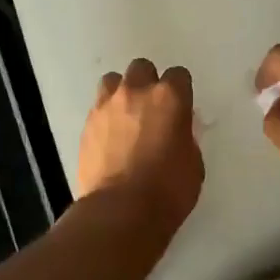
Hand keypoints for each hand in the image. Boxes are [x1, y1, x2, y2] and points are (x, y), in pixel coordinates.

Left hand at [76, 59, 203, 233]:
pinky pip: (98, 107)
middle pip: (142, 68)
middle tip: (151, 108)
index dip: (180, 90)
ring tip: (125, 117)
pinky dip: (105, 116)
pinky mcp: (86, 124)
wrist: (120, 212)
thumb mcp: (193, 162)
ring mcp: (107, 106)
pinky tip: (110, 137)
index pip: (178, 75)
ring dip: (121, 93)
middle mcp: (136, 92)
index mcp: (169, 98)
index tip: (180, 108)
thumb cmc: (168, 190)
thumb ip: (185, 136)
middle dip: (148, 83)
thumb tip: (176, 130)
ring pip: (113, 80)